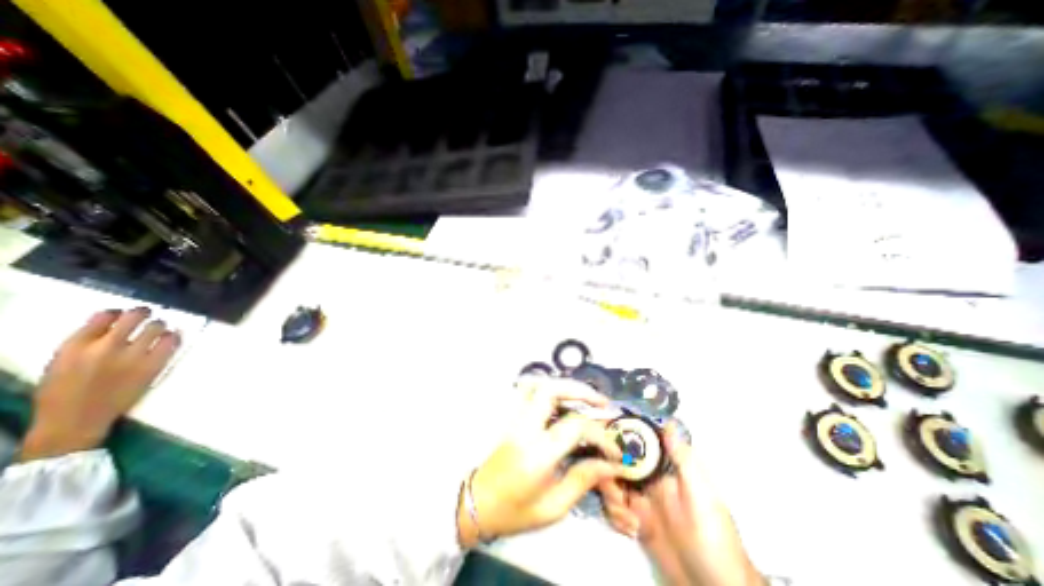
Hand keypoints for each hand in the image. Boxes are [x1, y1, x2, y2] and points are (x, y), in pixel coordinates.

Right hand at [18, 310, 178, 460]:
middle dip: (143, 313)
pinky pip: (171, 342)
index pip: (104, 316)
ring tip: (158, 329)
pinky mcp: (153, 365)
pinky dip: (173, 337)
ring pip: (157, 327)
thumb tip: (112, 320)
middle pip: (134, 317)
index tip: (123, 314)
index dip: (118, 313)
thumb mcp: (61, 362)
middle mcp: (106, 347)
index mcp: (75, 346)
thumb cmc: (65, 391)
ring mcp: (133, 356)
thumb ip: (85, 341)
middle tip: (147, 314)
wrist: (76, 420)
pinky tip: (170, 338)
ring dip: (160, 325)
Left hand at [457, 377, 626, 545]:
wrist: (478, 503)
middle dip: (581, 391)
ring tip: (584, 397)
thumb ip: (583, 480)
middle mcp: (525, 427)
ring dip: (564, 386)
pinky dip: (548, 388)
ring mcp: (515, 417)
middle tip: (602, 402)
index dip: (600, 434)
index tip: (614, 449)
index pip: (575, 426)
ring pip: (538, 384)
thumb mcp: (553, 507)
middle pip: (552, 390)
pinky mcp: (511, 415)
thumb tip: (611, 464)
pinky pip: (529, 390)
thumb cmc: (515, 510)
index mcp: (538, 453)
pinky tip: (562, 399)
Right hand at [599, 423, 764, 584]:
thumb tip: (669, 422)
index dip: (619, 440)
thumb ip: (683, 460)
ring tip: (628, 520)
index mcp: (664, 467)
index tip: (604, 444)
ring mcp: (641, 499)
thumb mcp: (701, 496)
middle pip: (617, 462)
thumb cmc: (714, 538)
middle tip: (616, 493)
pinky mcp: (636, 520)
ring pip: (611, 483)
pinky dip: (615, 516)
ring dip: (612, 498)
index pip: (636, 444)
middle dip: (608, 473)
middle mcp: (649, 478)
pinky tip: (630, 530)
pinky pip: (614, 508)